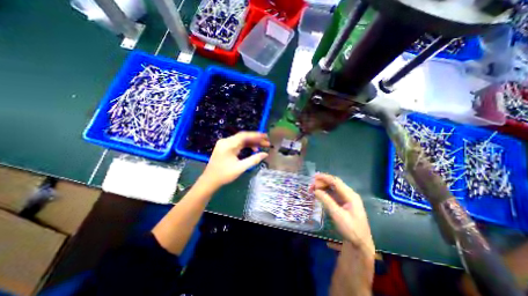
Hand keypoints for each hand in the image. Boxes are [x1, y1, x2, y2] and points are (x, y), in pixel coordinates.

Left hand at [200, 132, 269, 187]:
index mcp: (228, 144)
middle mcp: (226, 141)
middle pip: (243, 137)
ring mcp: (225, 144)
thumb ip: (254, 159)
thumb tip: (265, 154)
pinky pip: (238, 144)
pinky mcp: (225, 147)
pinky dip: (246, 146)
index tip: (266, 136)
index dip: (256, 135)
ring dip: (252, 142)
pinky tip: (253, 149)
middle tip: (267, 142)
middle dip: (256, 139)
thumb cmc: (224, 175)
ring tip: (262, 146)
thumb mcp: (240, 168)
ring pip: (241, 140)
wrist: (210, 181)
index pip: (244, 136)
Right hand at [311, 174, 375, 254]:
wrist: (360, 244)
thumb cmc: (351, 229)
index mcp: (350, 195)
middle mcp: (349, 194)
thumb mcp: (337, 215)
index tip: (314, 176)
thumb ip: (326, 201)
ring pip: (333, 188)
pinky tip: (319, 194)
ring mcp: (347, 199)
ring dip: (323, 187)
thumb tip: (316, 190)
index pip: (336, 182)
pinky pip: (334, 194)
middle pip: (334, 183)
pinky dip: (326, 193)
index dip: (324, 178)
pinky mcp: (344, 204)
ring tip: (313, 189)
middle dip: (322, 182)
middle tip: (311, 186)